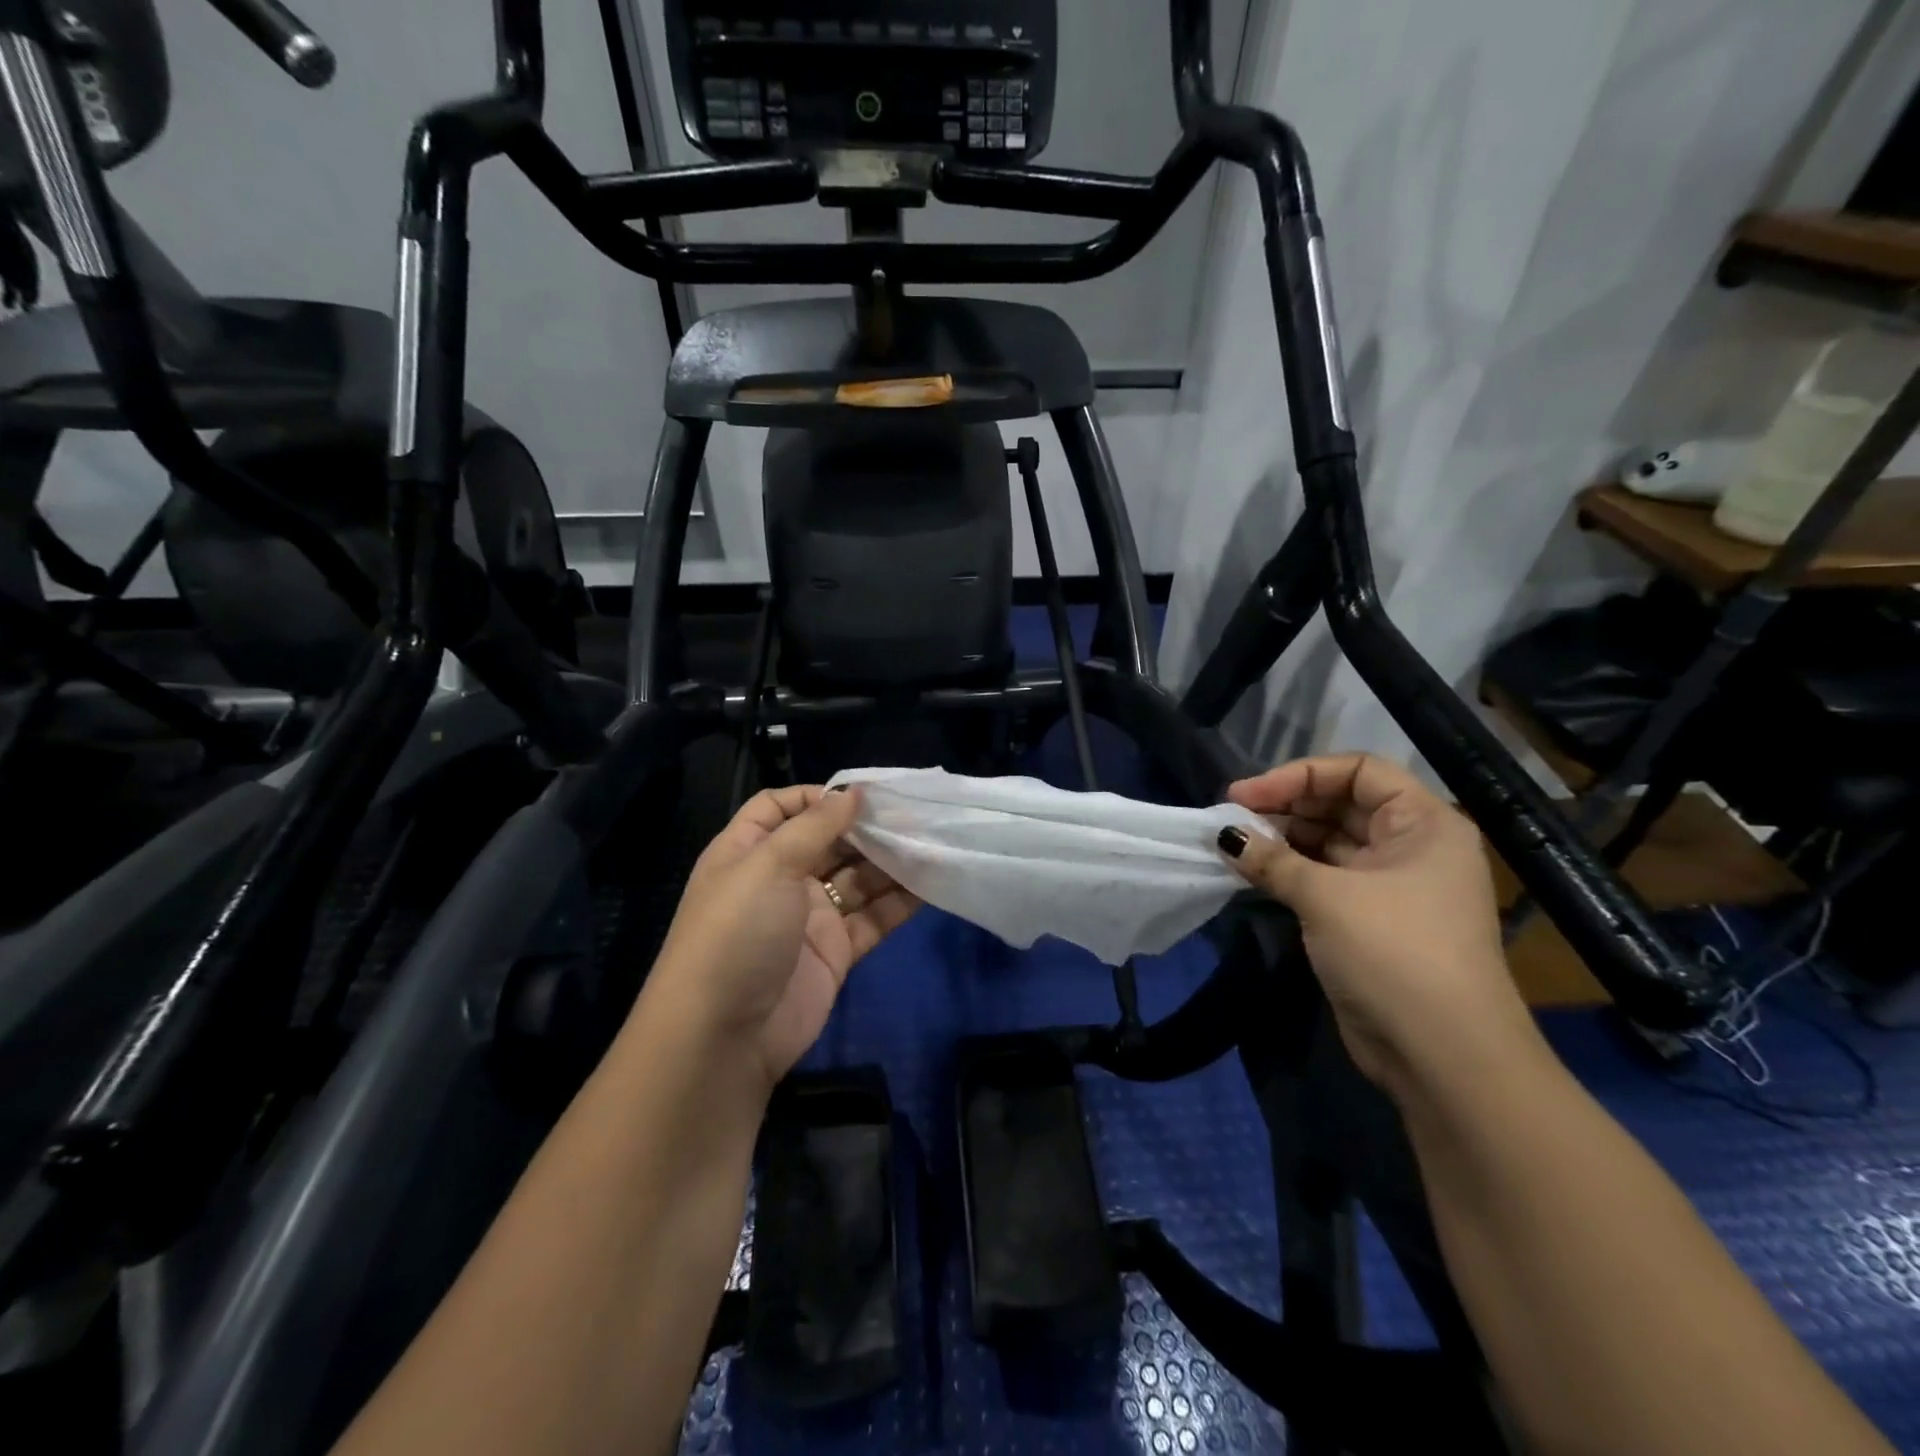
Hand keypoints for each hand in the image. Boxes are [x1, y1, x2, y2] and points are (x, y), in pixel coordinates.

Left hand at [646, 786, 918, 1093]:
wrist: (725, 1036)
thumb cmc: (737, 932)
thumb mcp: (767, 865)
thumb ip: (814, 826)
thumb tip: (852, 793)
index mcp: (749, 851)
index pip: (781, 807)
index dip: (817, 796)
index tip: (861, 794)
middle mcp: (779, 878)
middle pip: (828, 841)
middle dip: (866, 827)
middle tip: (914, 815)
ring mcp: (809, 916)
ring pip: (857, 879)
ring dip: (890, 862)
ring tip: (932, 842)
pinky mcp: (836, 951)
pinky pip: (872, 918)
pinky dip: (899, 902)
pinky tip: (931, 883)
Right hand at [1217, 753, 1532, 1091]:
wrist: (1443, 1056)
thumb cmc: (1395, 953)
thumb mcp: (1327, 897)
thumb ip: (1271, 859)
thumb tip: (1225, 835)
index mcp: (1424, 823)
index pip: (1358, 771)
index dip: (1300, 775)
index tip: (1246, 794)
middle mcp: (1412, 846)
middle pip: (1341, 805)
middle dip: (1286, 806)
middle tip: (1231, 818)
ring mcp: (1391, 886)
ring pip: (1328, 843)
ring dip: (1282, 840)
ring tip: (1234, 843)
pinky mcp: (1369, 920)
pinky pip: (1324, 879)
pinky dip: (1289, 871)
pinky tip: (1251, 871)